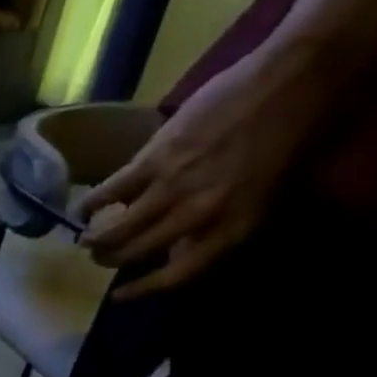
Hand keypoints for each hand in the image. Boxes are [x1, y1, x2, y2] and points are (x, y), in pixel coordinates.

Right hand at [80, 39, 329, 298]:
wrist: (294, 80)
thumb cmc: (295, 134)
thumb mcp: (268, 195)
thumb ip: (223, 223)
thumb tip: (182, 245)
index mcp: (236, 227)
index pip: (178, 275)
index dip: (143, 290)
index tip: (120, 296)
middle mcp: (200, 215)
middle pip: (139, 252)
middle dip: (113, 260)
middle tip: (100, 260)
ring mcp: (173, 187)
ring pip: (119, 228)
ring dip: (96, 238)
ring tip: (86, 240)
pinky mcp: (153, 160)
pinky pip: (111, 191)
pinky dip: (91, 203)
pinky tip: (81, 209)